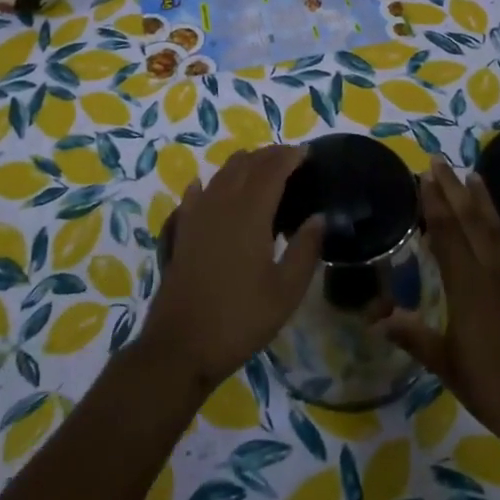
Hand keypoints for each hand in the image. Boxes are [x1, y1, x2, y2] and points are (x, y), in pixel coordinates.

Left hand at [138, 145, 324, 392]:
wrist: (181, 345)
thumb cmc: (240, 318)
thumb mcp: (286, 291)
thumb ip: (306, 249)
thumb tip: (319, 217)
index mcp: (250, 212)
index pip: (272, 169)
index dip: (289, 156)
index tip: (307, 153)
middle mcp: (221, 203)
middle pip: (245, 164)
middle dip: (269, 156)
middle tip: (290, 160)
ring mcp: (196, 215)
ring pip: (221, 174)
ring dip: (243, 165)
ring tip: (262, 171)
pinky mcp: (181, 231)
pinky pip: (196, 194)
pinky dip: (210, 184)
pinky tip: (211, 188)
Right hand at [384, 158, 499, 451]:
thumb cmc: (491, 389)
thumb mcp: (445, 364)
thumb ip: (413, 336)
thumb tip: (376, 319)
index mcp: (467, 287)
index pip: (446, 235)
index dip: (433, 204)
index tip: (424, 177)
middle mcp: (495, 274)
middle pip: (471, 223)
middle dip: (454, 191)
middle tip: (439, 162)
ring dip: (486, 204)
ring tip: (474, 176)